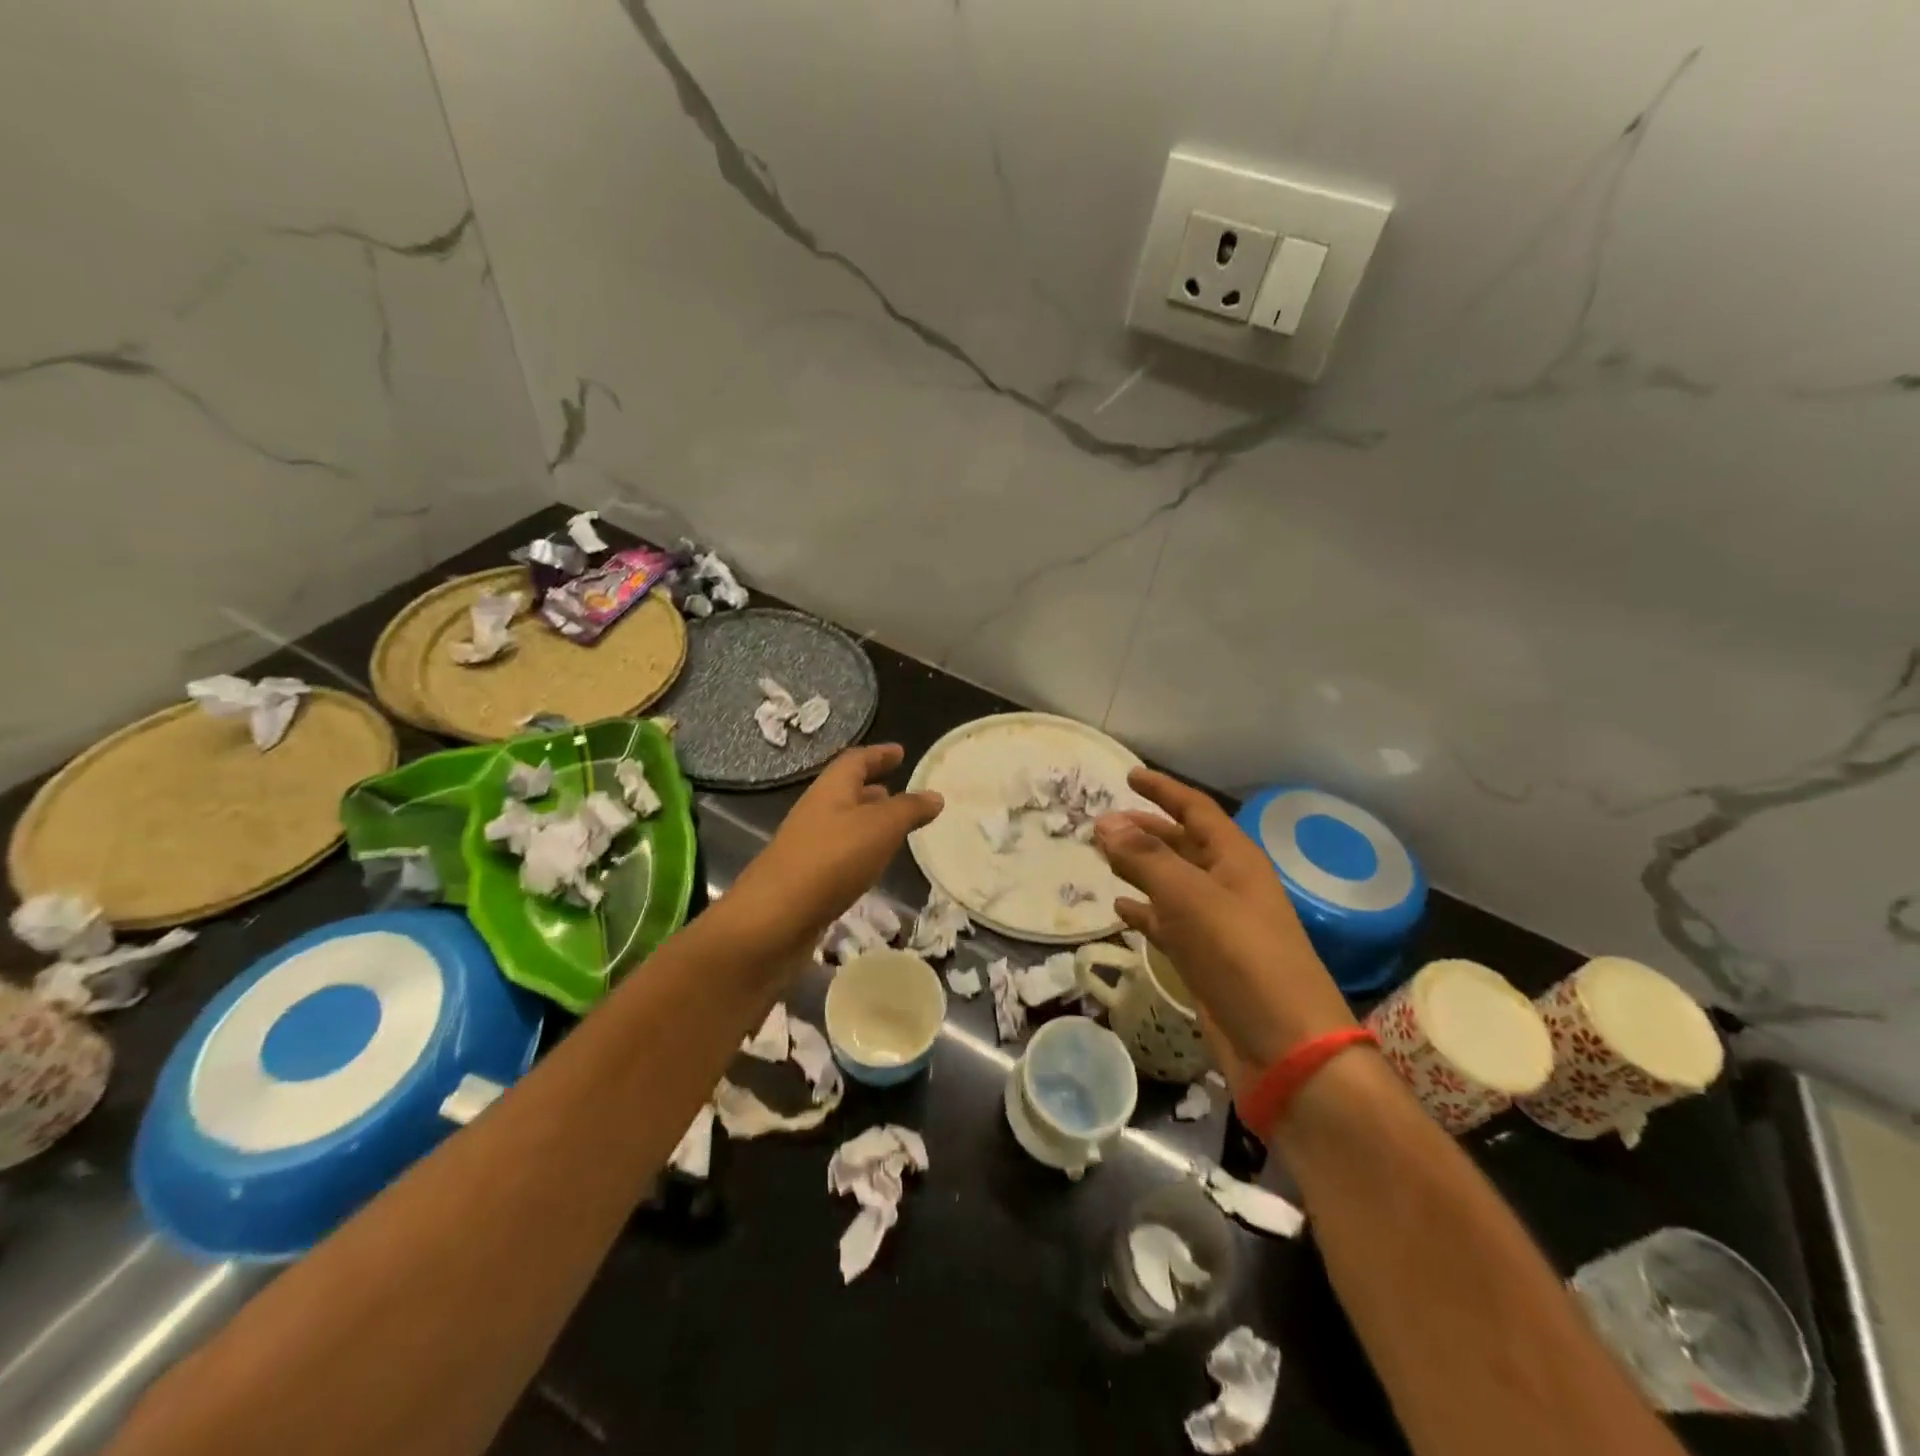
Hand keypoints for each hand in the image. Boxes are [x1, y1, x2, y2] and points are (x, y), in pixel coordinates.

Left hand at [721, 744, 942, 958]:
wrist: (774, 919)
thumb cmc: (831, 860)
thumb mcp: (880, 828)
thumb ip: (909, 810)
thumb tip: (935, 796)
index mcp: (830, 790)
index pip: (856, 761)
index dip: (879, 754)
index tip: (900, 752)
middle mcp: (816, 812)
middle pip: (846, 791)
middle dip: (873, 788)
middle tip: (899, 790)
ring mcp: (808, 846)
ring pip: (843, 824)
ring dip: (867, 821)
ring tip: (894, 828)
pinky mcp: (806, 879)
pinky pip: (839, 854)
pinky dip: (860, 851)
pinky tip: (873, 865)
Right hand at [1093, 768, 1354, 1075]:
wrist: (1286, 1049)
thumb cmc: (1242, 958)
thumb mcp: (1190, 899)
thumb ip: (1146, 858)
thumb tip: (1105, 821)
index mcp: (1236, 860)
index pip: (1196, 810)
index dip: (1164, 790)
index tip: (1129, 775)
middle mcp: (1228, 886)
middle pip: (1182, 845)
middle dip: (1145, 830)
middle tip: (1102, 823)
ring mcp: (1218, 926)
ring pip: (1172, 884)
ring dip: (1140, 868)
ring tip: (1103, 857)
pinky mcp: (1206, 961)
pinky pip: (1169, 924)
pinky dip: (1144, 913)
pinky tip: (1119, 909)